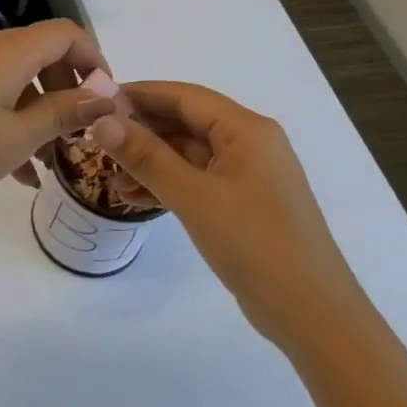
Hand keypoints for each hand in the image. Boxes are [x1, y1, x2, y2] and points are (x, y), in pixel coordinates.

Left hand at [0, 21, 117, 212]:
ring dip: (40, 114)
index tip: (106, 100)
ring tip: (50, 161)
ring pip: (17, 80)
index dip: (94, 60)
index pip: (65, 32)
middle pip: (42, 54)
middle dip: (68, 92)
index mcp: (8, 51)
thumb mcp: (18, 136)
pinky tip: (18, 170)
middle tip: (78, 135)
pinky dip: (11, 121)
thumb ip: (64, 113)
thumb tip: (104, 95)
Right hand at [88, 82, 366, 344]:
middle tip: (95, 142)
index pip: (184, 96)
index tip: (96, 101)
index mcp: (246, 129)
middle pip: (185, 122)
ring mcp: (247, 176)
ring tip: (109, 178)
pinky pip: (196, 180)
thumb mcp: (193, 196)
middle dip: (140, 131)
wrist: (311, 312)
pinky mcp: (243, 204)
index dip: (140, 94)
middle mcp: (249, 144)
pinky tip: (133, 198)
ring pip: (188, 154)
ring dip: (149, 161)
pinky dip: (166, 184)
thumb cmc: (254, 242)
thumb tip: (101, 121)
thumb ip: (146, 156)